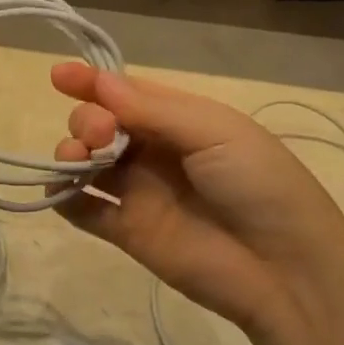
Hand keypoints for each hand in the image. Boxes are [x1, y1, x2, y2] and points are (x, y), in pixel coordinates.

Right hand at [51, 64, 343, 343]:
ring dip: (69, 153)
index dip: (93, 82)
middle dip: (87, 120)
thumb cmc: (258, 184)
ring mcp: (138, 194)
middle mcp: (154, 152)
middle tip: (99, 134)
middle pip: (100, 125)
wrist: (283, 268)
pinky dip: (63, 197)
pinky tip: (63, 190)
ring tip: (78, 160)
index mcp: (181, 121)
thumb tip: (101, 83)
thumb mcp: (216, 132)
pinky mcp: (126, 233)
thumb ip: (154, 110)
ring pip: (86, 164)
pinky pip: (83, 210)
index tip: (61, 76)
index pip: (127, 94)